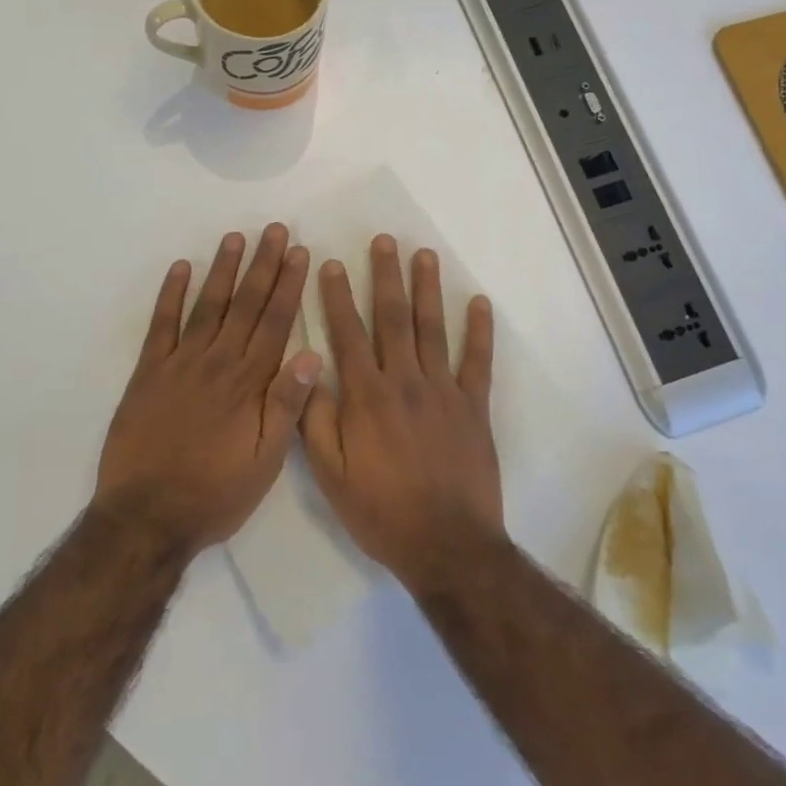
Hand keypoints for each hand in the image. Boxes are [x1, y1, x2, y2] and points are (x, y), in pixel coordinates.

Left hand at [95, 225, 320, 558]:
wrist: (147, 515)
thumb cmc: (216, 493)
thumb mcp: (265, 461)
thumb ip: (287, 406)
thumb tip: (313, 354)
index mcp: (249, 383)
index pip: (275, 322)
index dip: (289, 284)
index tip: (299, 252)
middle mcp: (217, 362)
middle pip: (245, 304)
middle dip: (262, 264)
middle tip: (273, 229)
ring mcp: (179, 363)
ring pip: (207, 305)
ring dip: (222, 269)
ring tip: (235, 237)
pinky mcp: (148, 372)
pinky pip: (161, 325)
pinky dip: (170, 295)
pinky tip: (180, 268)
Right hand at [301, 235, 504, 594]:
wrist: (446, 545)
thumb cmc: (381, 511)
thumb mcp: (330, 474)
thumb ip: (315, 420)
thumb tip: (305, 370)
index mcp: (366, 395)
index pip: (347, 333)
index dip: (337, 296)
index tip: (330, 263)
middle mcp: (404, 381)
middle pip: (392, 318)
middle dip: (385, 276)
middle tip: (384, 240)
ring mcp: (443, 390)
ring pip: (432, 329)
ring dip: (427, 289)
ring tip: (423, 255)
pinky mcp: (474, 407)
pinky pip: (477, 361)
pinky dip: (479, 331)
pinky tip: (478, 302)